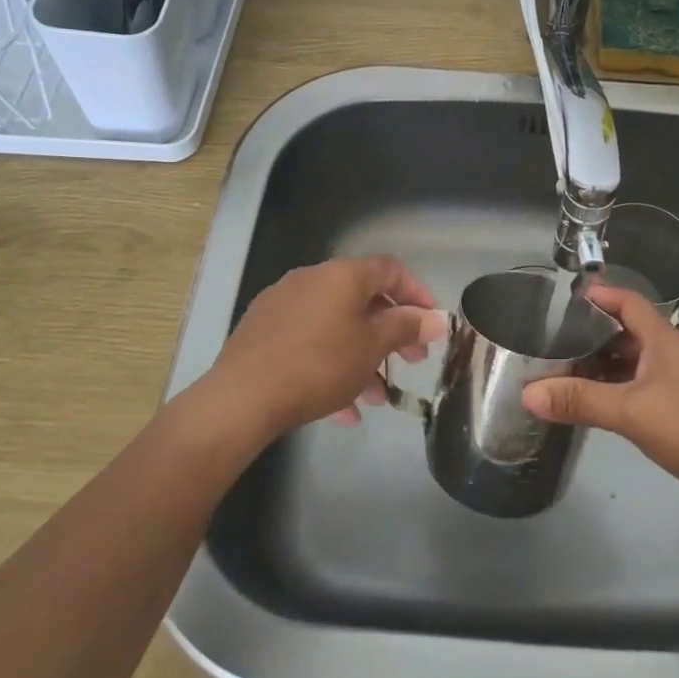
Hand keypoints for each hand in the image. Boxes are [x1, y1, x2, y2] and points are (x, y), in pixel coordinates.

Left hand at [203, 255, 447, 436]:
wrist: (241, 398)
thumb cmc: (319, 365)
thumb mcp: (372, 347)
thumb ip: (406, 327)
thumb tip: (437, 319)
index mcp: (342, 275)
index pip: (391, 269)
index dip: (418, 292)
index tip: (431, 323)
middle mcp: (312, 279)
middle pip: (363, 299)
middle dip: (392, 332)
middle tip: (412, 361)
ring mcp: (283, 304)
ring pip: (336, 326)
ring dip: (362, 356)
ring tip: (376, 398)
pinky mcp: (262, 331)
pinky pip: (310, 341)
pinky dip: (331, 365)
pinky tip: (341, 408)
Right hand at [521, 283, 678, 528]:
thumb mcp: (631, 411)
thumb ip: (580, 400)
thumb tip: (527, 393)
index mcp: (663, 340)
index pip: (628, 302)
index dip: (599, 295)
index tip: (564, 299)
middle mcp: (669, 355)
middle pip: (626, 333)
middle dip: (591, 335)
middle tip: (551, 342)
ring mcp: (676, 385)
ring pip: (631, 365)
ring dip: (601, 366)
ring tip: (562, 373)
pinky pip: (638, 391)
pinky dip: (614, 392)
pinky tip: (593, 406)